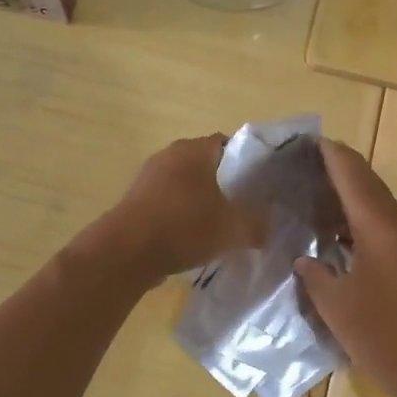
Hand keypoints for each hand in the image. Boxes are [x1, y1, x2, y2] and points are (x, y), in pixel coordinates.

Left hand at [98, 135, 265, 282]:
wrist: (127, 252)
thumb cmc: (185, 227)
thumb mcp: (233, 230)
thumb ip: (256, 226)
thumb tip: (269, 229)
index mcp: (194, 150)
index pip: (227, 144)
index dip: (245, 163)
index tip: (256, 184)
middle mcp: (169, 155)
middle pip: (204, 164)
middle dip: (222, 183)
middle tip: (241, 206)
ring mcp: (147, 177)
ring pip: (184, 185)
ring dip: (199, 201)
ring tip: (217, 225)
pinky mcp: (134, 201)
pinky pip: (166, 203)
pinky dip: (179, 215)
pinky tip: (190, 238)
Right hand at [294, 138, 396, 396]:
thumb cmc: (380, 335)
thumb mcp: (335, 305)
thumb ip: (316, 274)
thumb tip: (307, 259)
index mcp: (380, 230)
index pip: (354, 179)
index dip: (334, 157)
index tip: (314, 140)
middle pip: (372, 186)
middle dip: (345, 168)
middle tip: (314, 159)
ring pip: (382, 206)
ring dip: (355, 194)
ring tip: (323, 191)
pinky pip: (388, 227)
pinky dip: (364, 219)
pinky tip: (343, 234)